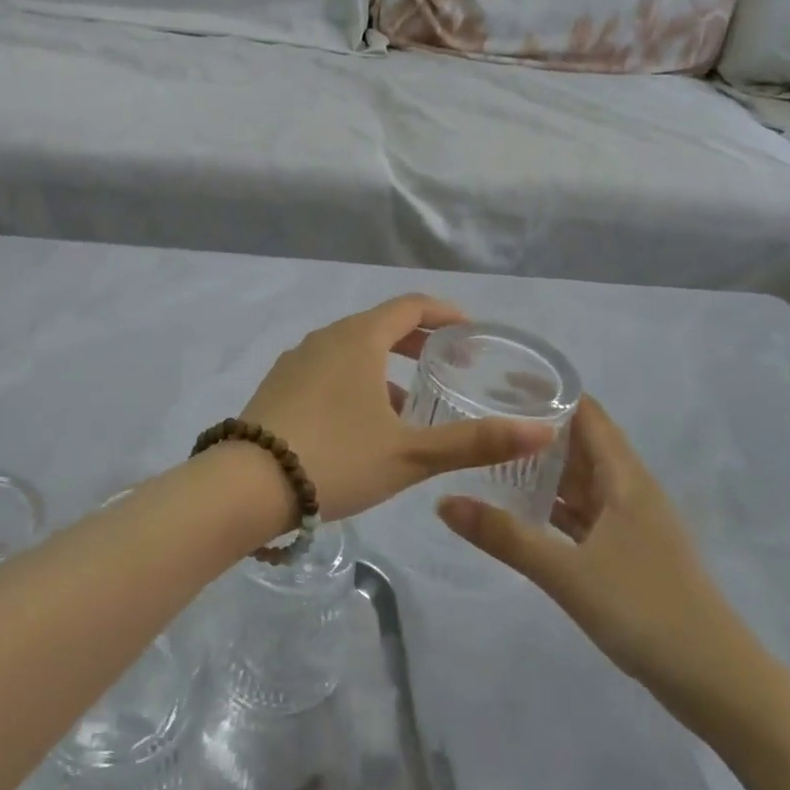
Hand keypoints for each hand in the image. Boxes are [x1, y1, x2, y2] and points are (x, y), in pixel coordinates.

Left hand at [237, 295, 556, 523]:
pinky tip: (360, 421)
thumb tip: (542, 432)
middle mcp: (325, 338)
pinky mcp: (278, 384)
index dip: (444, 313)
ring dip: (384, 364)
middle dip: (416, 341)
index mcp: (358, 339)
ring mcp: (296, 359)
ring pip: (351, 349)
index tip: (469, 331)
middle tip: (447, 363)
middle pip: (379, 325)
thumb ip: (474, 442)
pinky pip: (327, 368)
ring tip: (408, 402)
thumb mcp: (410, 455)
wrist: (247, 483)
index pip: (409, 306)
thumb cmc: (336, 458)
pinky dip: (354, 379)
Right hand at [437, 396, 771, 728]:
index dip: (549, 391)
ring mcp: (632, 524)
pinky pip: (585, 514)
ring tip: (492, 454)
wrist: (720, 685)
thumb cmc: (647, 612)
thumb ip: (504, 537)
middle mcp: (631, 491)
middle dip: (538, 428)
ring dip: (545, 468)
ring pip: (582, 481)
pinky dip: (555, 505)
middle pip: (582, 443)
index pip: (587, 413)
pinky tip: (522, 508)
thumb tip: (442, 502)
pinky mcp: (629, 554)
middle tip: (483, 415)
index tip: (500, 380)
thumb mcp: (567, 573)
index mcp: (625, 479)